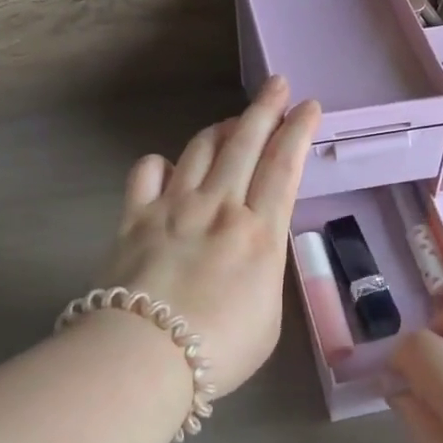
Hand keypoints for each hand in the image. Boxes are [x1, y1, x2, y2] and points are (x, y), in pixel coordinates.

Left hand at [101, 77, 320, 396]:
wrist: (145, 357)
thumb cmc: (219, 349)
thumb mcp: (268, 317)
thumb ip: (265, 273)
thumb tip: (252, 252)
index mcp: (260, 231)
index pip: (284, 165)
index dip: (298, 131)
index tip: (308, 106)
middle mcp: (220, 206)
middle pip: (245, 143)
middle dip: (265, 108)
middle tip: (277, 85)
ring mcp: (174, 207)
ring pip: (200, 149)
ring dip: (221, 129)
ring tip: (232, 123)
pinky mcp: (134, 217)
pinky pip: (147, 172)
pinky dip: (160, 163)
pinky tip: (167, 167)